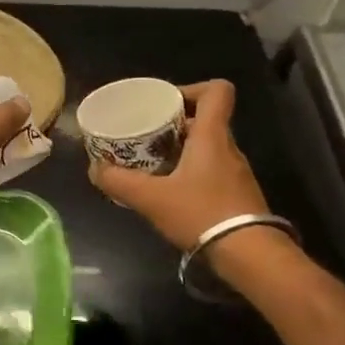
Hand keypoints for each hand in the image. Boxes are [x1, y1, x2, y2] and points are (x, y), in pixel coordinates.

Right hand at [89, 80, 270, 251]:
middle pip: (206, 121)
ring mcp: (237, 174)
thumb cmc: (201, 213)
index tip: (166, 103)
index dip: (192, 89)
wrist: (250, 255)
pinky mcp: (238, 196)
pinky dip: (192, 175)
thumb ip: (119, 182)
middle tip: (147, 136)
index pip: (217, 91)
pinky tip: (172, 194)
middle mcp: (228, 148)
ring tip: (153, 166)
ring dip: (183, 152)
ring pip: (208, 149)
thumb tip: (94, 169)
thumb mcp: (151, 198)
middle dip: (175, 125)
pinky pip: (212, 173)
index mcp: (212, 136)